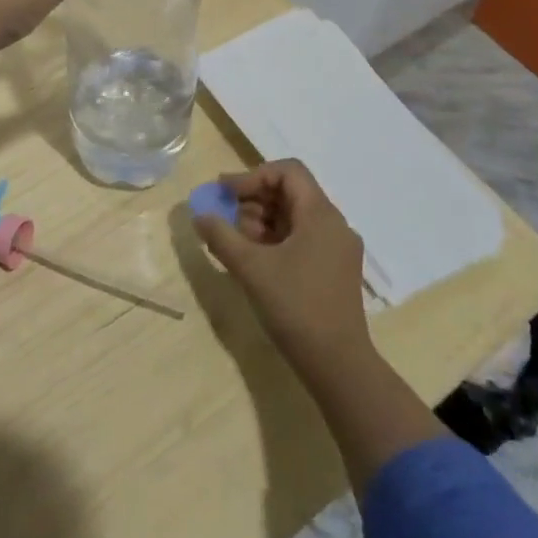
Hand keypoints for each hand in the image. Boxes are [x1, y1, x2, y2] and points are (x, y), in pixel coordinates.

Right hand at [192, 160, 371, 381]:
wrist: (338, 366)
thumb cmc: (295, 307)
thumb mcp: (251, 268)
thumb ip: (221, 236)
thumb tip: (199, 215)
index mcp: (320, 214)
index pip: (287, 171)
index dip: (253, 176)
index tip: (225, 194)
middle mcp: (334, 224)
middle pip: (291, 192)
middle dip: (254, 200)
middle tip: (225, 219)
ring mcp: (338, 249)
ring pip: (295, 217)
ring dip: (263, 221)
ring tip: (236, 242)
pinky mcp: (335, 271)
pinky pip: (303, 239)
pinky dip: (277, 240)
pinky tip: (256, 260)